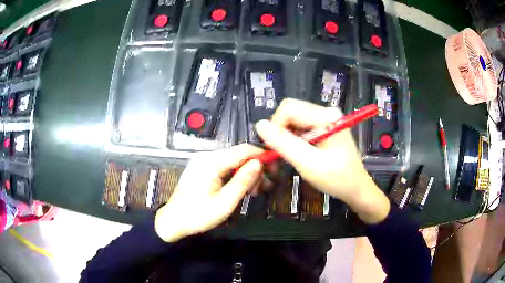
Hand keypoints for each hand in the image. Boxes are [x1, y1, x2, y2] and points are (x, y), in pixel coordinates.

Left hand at [155, 144, 262, 241]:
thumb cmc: (198, 215)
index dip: (261, 155)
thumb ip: (242, 181)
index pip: (243, 150)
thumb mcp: (224, 203)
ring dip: (246, 174)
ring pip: (232, 162)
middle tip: (266, 185)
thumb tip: (259, 164)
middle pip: (238, 155)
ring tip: (256, 190)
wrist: (173, 221)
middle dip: (255, 168)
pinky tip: (242, 188)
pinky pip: (224, 168)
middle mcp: (207, 158)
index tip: (275, 165)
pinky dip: (236, 176)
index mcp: (212, 163)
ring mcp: (203, 163)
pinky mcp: (202, 170)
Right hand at [255, 99, 389, 223]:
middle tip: (279, 155)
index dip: (275, 127)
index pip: (288, 109)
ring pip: (292, 120)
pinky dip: (292, 140)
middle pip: (290, 112)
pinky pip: (299, 127)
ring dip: (285, 138)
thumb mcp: (309, 164)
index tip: (274, 150)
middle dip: (279, 133)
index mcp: (326, 116)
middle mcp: (325, 112)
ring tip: (287, 157)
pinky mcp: (323, 127)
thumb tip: (259, 125)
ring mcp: (325, 119)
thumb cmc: (337, 179)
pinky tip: (296, 154)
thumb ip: (284, 144)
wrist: (356, 188)